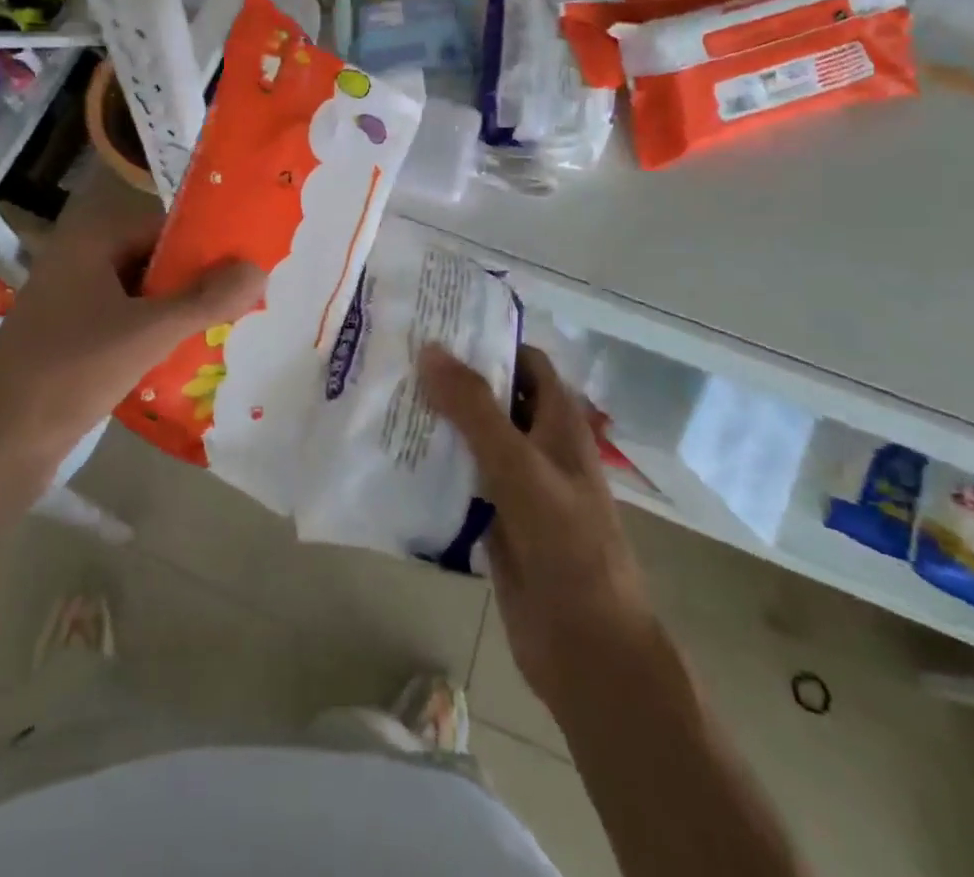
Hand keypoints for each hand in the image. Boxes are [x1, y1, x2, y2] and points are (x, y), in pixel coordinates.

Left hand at [0, 187, 263, 485]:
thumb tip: (259, 266)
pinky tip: (185, 358)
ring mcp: (69, 302)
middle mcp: (78, 262)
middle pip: (152, 260)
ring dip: (176, 312)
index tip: (247, 267)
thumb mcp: (147, 332)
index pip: (163, 226)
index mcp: (90, 241)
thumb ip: (205, 299)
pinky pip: (123, 324)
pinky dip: (152, 336)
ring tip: (225, 331)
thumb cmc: (70, 372)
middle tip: (244, 303)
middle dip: (194, 282)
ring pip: (139, 296)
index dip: (205, 245)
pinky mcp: (68, 339)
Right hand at [423, 343, 651, 715]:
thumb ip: (474, 408)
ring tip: (386, 398)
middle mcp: (538, 447)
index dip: (489, 340)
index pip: (525, 362)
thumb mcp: (519, 465)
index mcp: (558, 424)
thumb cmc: (565, 543)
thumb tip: (431, 349)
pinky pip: (460, 481)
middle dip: (453, 379)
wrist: (587, 647)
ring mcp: (516, 486)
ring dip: (438, 422)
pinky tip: (394, 457)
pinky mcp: (495, 521)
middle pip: (494, 398)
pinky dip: (433, 466)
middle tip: (398, 358)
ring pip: (473, 440)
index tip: (439, 326)